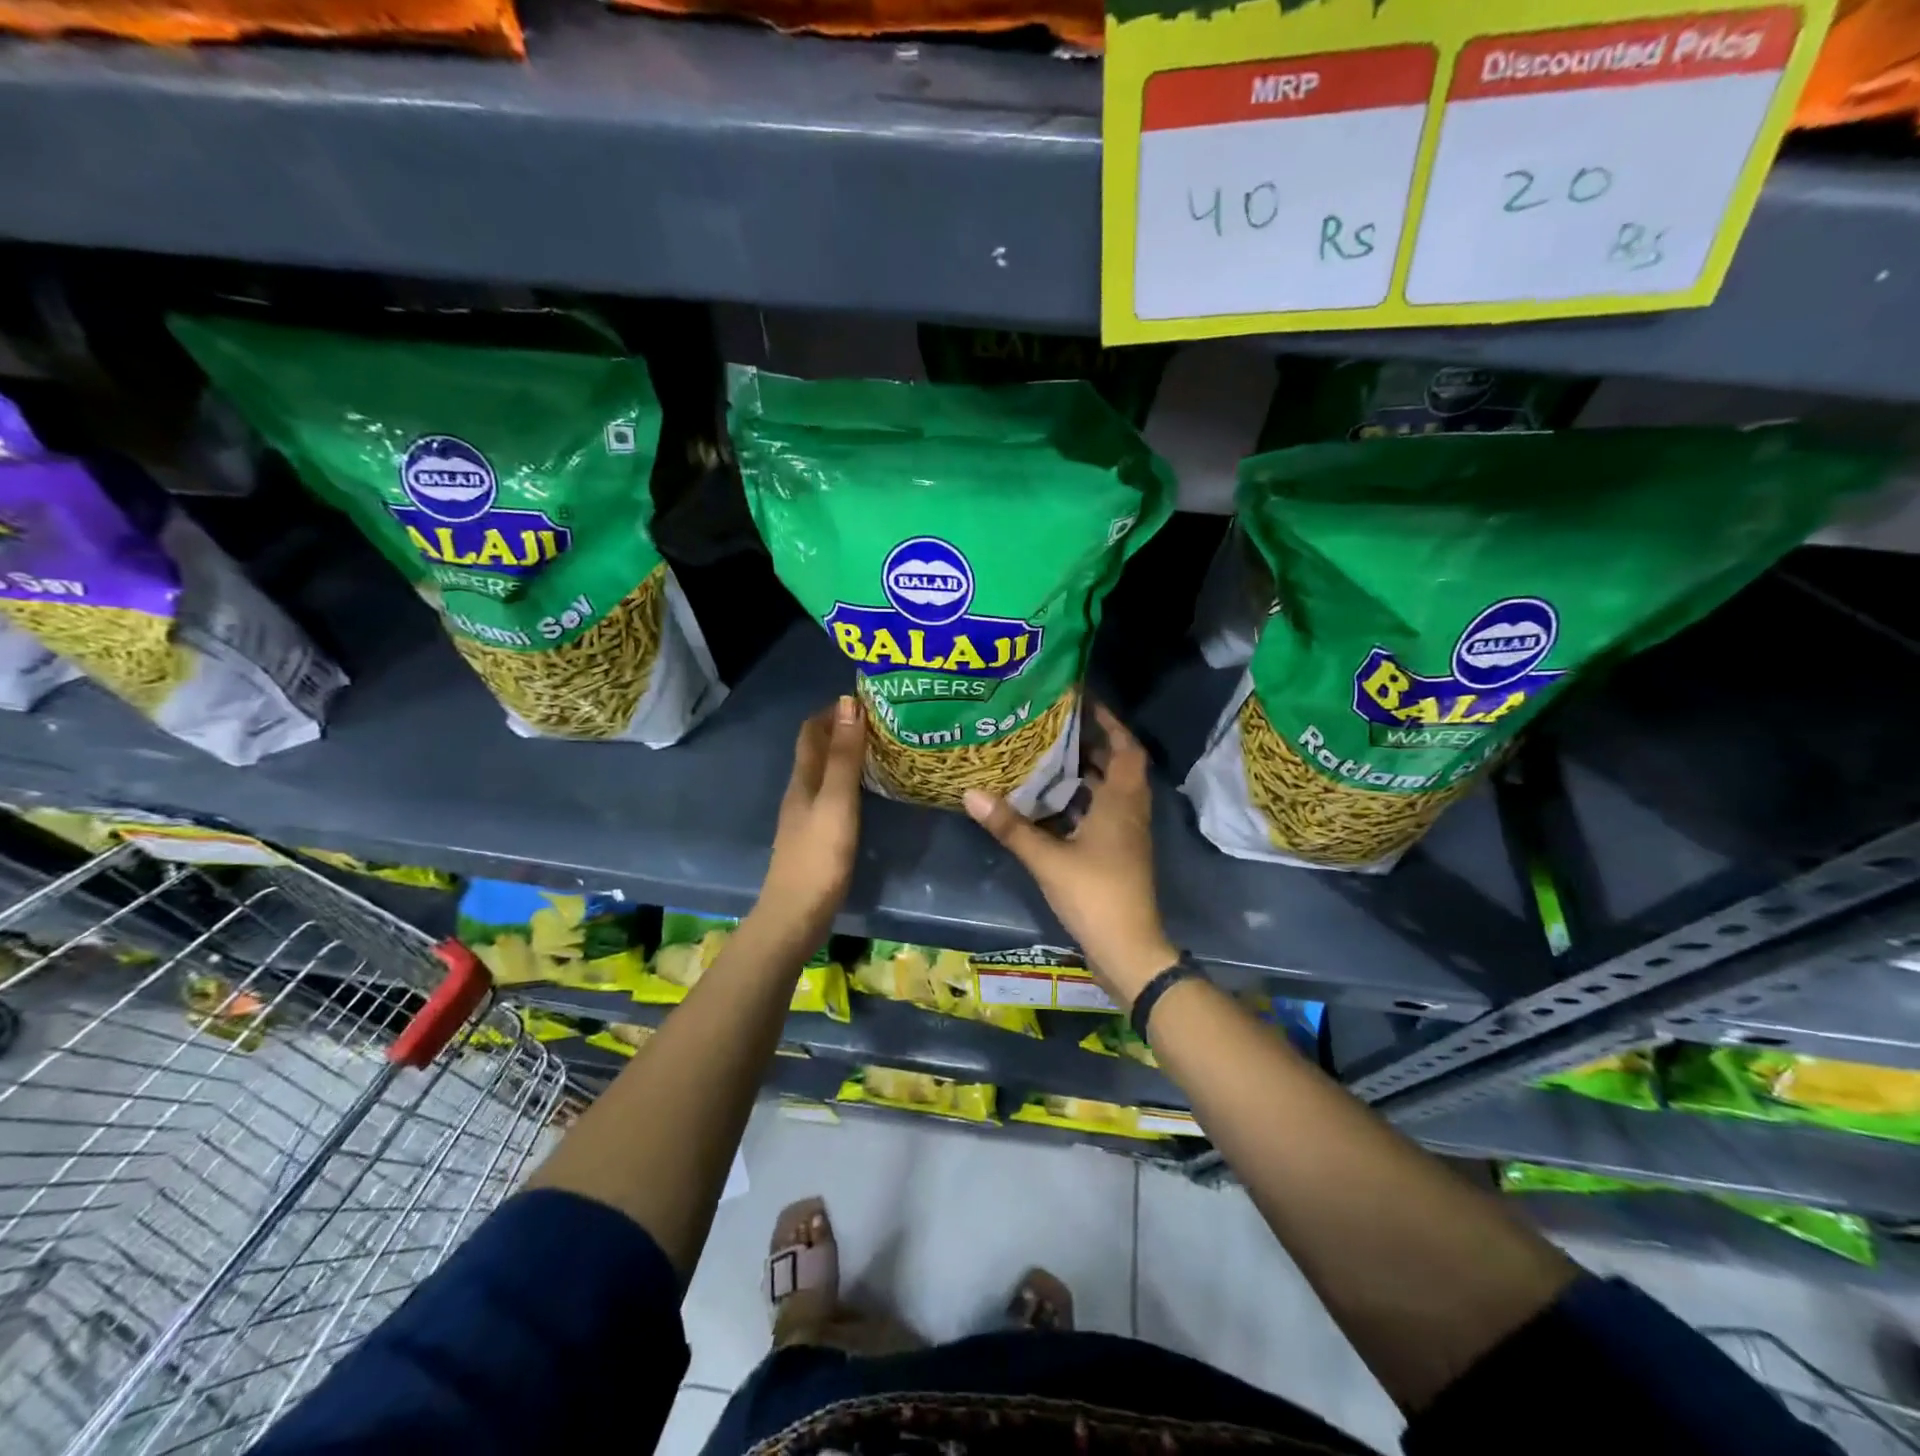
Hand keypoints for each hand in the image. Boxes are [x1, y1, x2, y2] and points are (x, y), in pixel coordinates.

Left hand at [756, 695, 865, 949]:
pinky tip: (869, 791)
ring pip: (825, 772)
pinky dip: (850, 781)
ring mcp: (806, 815)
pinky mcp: (816, 836)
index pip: (812, 730)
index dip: (834, 710)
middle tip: (883, 721)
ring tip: (882, 749)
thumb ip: (843, 756)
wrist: (796, 914)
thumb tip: (848, 703)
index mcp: (803, 778)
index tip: (868, 699)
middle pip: (818, 749)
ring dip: (847, 755)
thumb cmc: (819, 856)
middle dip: (844, 729)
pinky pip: (832, 795)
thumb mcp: (836, 801)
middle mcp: (801, 790)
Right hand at [963, 703, 1176, 1002]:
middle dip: (1091, 744)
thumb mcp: (1047, 858)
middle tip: (1054, 727)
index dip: (1110, 723)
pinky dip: (1082, 802)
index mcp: (1122, 802)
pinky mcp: (1118, 854)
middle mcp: (1130, 812)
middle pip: (1117, 766)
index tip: (1084, 703)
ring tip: (1047, 757)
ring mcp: (1127, 835)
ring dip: (1086, 773)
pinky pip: (1103, 814)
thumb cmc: (1095, 895)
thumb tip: (971, 793)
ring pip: (1110, 791)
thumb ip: (1011, 826)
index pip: (1126, 748)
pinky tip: (1050, 804)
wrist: (1128, 950)